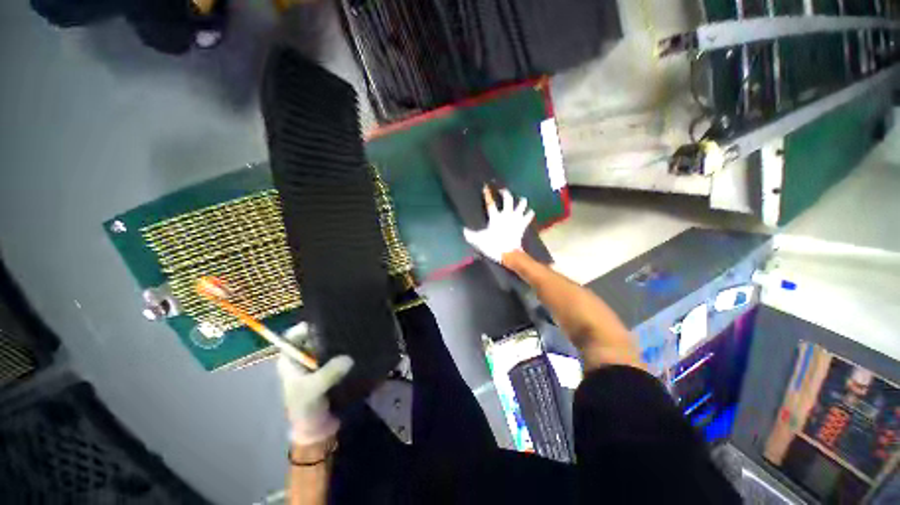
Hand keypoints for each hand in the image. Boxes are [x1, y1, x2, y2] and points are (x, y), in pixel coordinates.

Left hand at [277, 322, 353, 445]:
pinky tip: (356, 346)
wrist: (317, 429)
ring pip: (326, 346)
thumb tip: (348, 358)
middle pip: (311, 339)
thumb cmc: (306, 409)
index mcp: (289, 361)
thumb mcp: (313, 390)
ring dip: (337, 342)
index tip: (324, 322)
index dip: (304, 327)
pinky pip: (336, 355)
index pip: (292, 336)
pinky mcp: (329, 370)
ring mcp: (316, 365)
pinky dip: (344, 351)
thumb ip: (328, 374)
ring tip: (353, 333)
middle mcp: (302, 359)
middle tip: (344, 325)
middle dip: (326, 332)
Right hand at [463, 187, 534, 263]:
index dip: (487, 194)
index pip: (490, 203)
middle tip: (503, 190)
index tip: (485, 186)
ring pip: (522, 205)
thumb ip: (470, 234)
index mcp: (495, 217)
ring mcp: (516, 219)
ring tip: (520, 199)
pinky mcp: (523, 225)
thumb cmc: (494, 246)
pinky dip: (529, 213)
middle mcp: (507, 215)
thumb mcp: (479, 240)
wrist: (509, 254)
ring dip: (521, 201)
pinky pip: (528, 216)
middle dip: (505, 192)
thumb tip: (463, 230)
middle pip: (508, 199)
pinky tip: (529, 211)